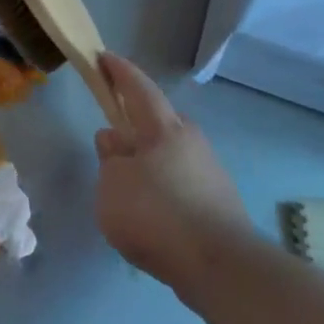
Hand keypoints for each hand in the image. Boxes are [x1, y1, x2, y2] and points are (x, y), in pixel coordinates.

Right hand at [94, 52, 251, 302]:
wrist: (219, 266)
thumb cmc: (156, 214)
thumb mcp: (112, 183)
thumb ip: (109, 157)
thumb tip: (114, 138)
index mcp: (164, 130)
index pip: (139, 89)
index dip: (120, 72)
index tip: (104, 57)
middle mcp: (191, 143)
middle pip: (159, 121)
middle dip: (136, 119)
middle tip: (113, 126)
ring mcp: (209, 172)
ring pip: (169, 152)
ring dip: (147, 156)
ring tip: (125, 177)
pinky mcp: (216, 201)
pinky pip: (179, 179)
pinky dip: (160, 183)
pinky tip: (147, 206)